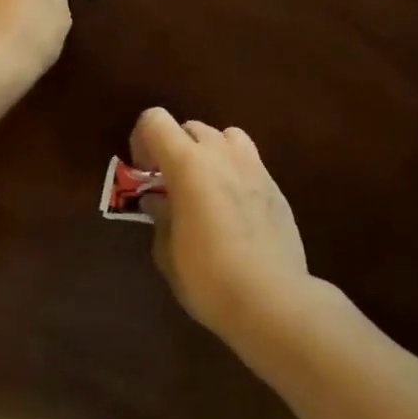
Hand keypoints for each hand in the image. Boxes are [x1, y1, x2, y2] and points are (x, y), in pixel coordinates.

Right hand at [131, 108, 316, 348]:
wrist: (272, 298)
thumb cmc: (208, 276)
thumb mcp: (168, 251)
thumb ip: (161, 216)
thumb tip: (160, 201)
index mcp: (188, 162)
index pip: (155, 120)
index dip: (142, 139)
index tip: (143, 173)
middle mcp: (221, 153)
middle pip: (190, 127)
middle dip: (175, 149)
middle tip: (170, 186)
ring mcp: (253, 165)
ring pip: (225, 137)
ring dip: (209, 153)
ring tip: (205, 189)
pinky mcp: (275, 185)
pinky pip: (248, 162)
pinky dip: (233, 173)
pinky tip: (233, 210)